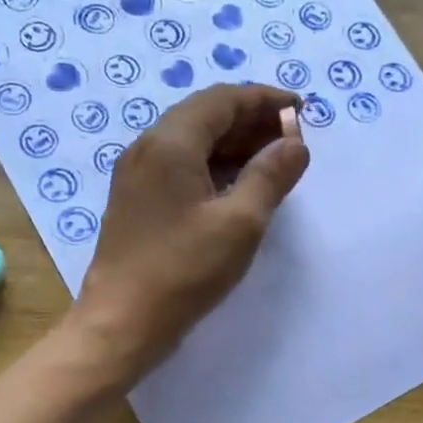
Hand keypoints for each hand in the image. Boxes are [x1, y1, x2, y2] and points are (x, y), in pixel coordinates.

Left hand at [72, 83, 308, 380]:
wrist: (121, 322)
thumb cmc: (184, 271)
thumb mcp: (240, 223)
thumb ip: (271, 176)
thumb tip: (295, 143)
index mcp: (170, 143)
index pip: (222, 100)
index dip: (264, 100)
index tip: (301, 111)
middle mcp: (147, 148)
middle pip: (204, 116)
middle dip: (251, 121)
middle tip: (292, 139)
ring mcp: (136, 176)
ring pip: (191, 142)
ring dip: (233, 144)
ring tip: (272, 161)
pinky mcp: (136, 202)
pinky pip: (179, 166)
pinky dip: (213, 166)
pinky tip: (237, 186)